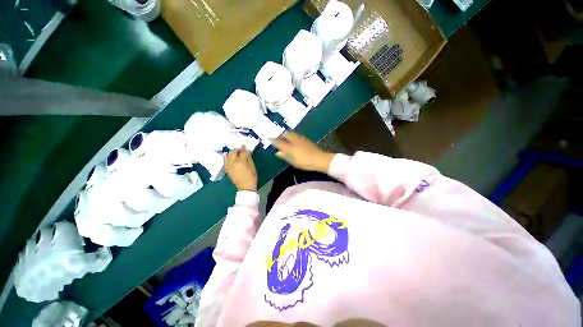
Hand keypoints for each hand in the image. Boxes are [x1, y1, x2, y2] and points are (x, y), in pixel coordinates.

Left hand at [225, 148, 257, 190]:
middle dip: (236, 150)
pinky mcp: (227, 169)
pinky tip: (233, 160)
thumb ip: (249, 157)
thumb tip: (246, 150)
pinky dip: (229, 158)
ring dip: (231, 153)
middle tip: (241, 150)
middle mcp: (232, 162)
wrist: (245, 187)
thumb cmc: (251, 176)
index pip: (242, 151)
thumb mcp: (252, 166)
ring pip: (227, 155)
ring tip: (236, 155)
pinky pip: (225, 160)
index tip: (245, 146)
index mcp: (240, 161)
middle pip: (232, 152)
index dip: (244, 148)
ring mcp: (228, 166)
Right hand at [273, 131, 335, 172]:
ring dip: (287, 134)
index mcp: (290, 147)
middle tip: (277, 135)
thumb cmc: (305, 162)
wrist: (320, 159)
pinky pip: (297, 135)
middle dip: (281, 134)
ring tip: (284, 135)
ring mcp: (301, 139)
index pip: (279, 142)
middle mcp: (295, 141)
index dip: (273, 140)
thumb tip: (278, 152)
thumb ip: (285, 156)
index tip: (268, 137)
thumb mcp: (294, 161)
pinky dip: (293, 135)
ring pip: (292, 133)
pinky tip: (294, 138)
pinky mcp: (306, 140)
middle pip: (286, 134)